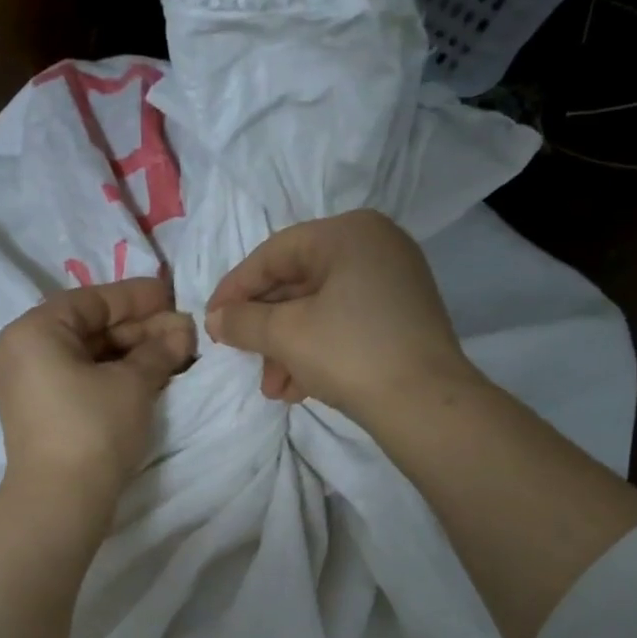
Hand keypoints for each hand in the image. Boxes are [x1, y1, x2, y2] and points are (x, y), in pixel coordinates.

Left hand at [0, 278, 195, 507]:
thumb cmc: (93, 428)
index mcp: (35, 331)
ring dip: (132, 354)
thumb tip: (182, 330)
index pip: (92, 300)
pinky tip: (151, 376)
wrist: (61, 500)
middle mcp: (25, 351)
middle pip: (90, 328)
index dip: (137, 298)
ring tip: (175, 354)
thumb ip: (159, 349)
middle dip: (140, 329)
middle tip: (183, 332)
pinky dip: (115, 376)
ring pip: (89, 356)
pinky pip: (82, 380)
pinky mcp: (44, 412)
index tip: (173, 297)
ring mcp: (31, 385)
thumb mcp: (132, 383)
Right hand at [204, 209, 480, 425]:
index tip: (211, 320)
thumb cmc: (350, 353)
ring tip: (273, 389)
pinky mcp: (402, 318)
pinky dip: (316, 352)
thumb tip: (215, 319)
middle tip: (242, 359)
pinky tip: (298, 389)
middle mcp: (375, 247)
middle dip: (265, 329)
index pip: (275, 253)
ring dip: (287, 349)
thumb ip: (243, 321)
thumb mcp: (286, 335)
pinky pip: (344, 325)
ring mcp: (393, 283)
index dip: (236, 288)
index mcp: (349, 233)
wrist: (425, 404)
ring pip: (319, 310)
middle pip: (298, 283)